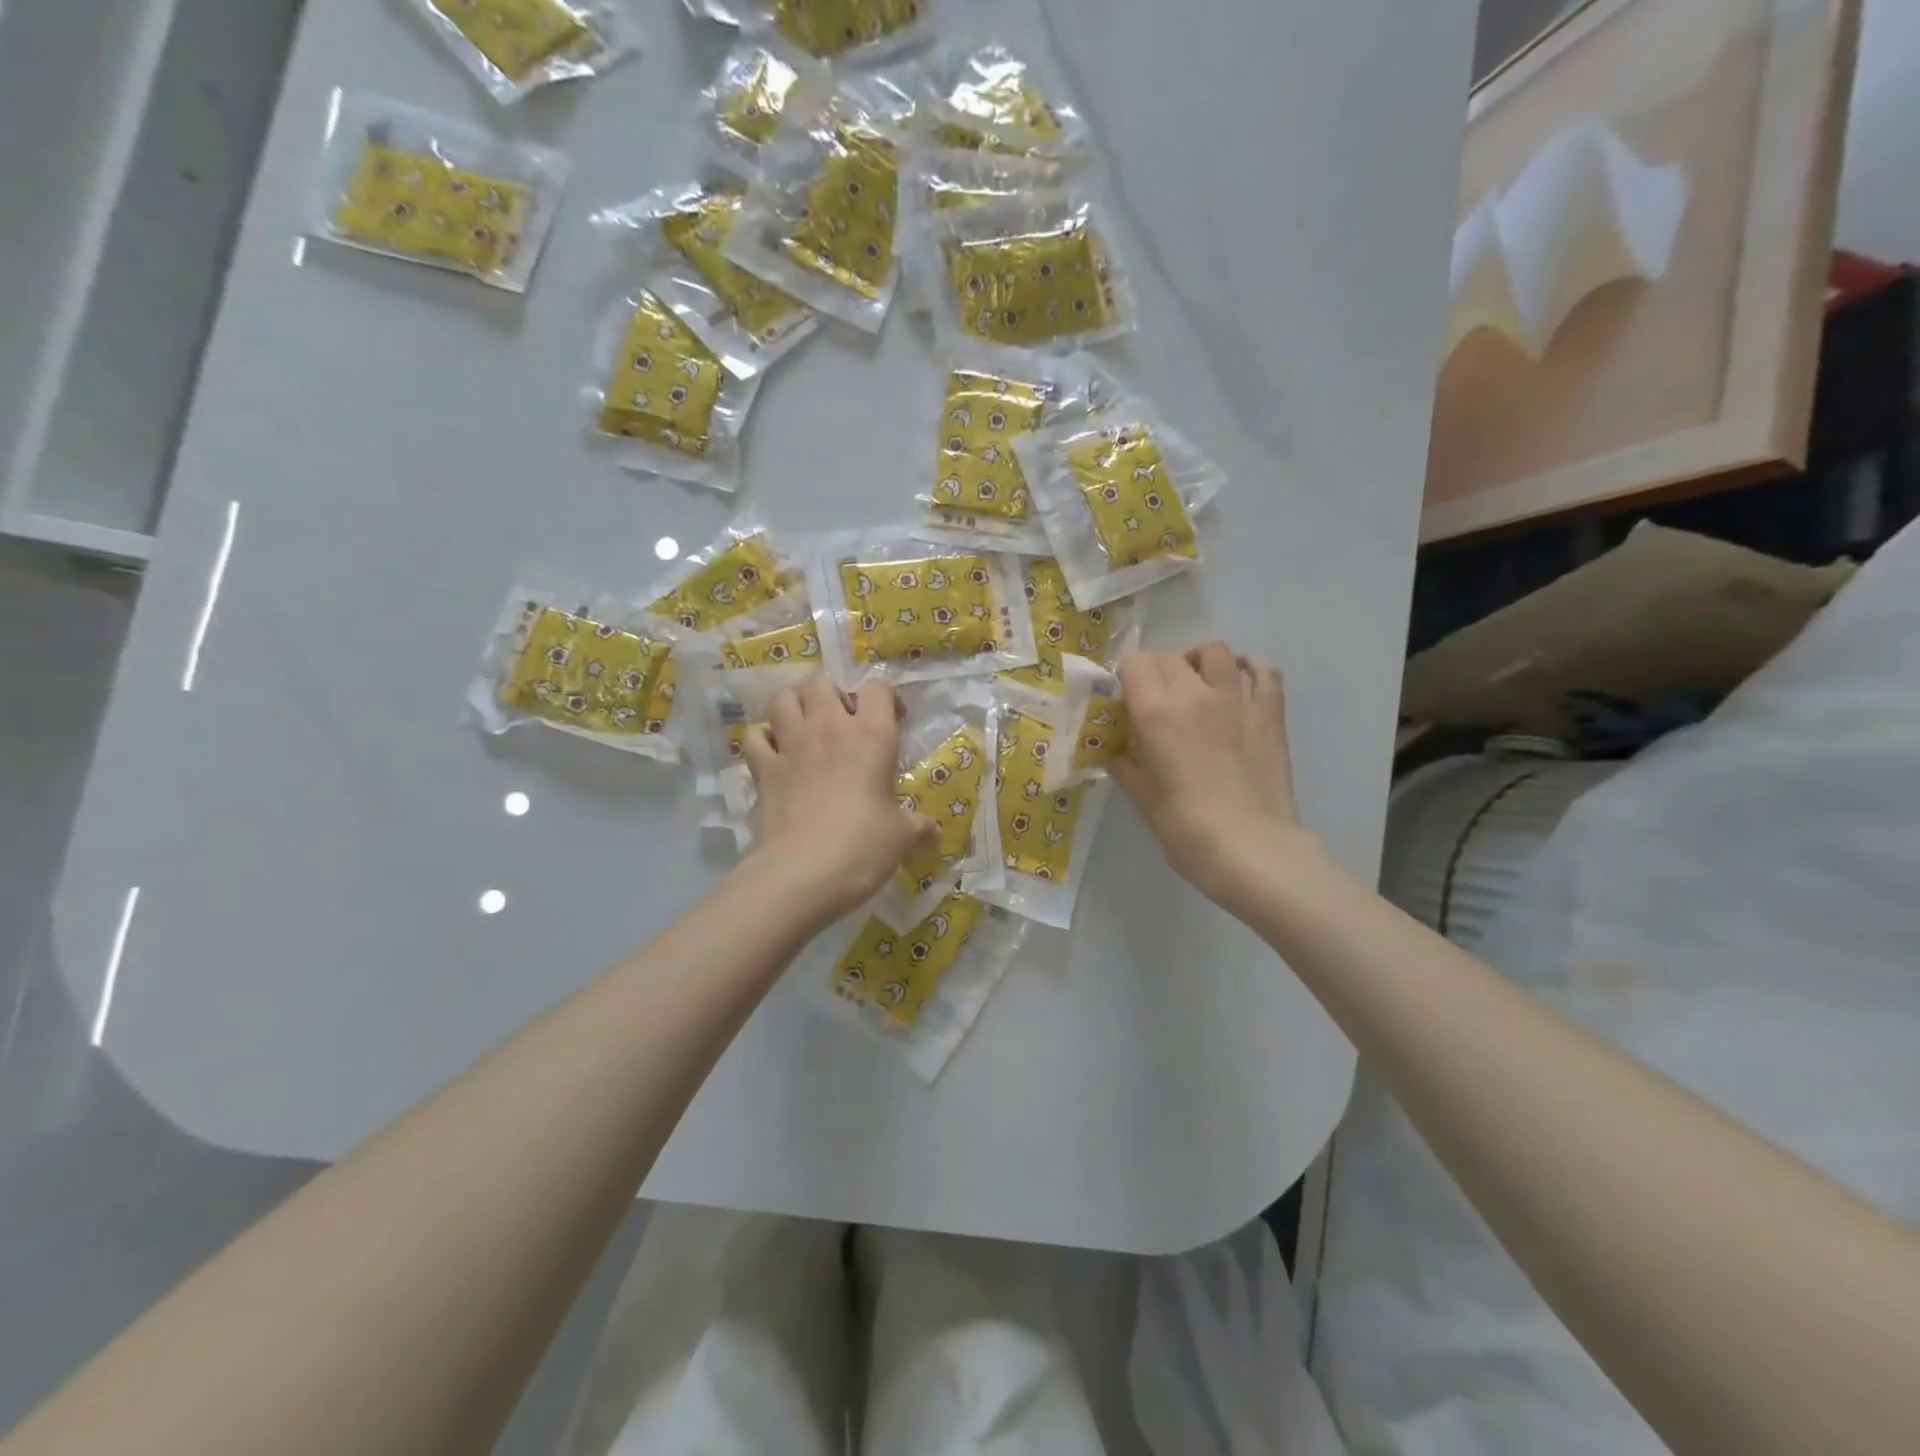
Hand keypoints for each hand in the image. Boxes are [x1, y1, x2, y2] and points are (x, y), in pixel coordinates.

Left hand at [742, 674, 937, 923]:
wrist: (804, 871)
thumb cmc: (864, 846)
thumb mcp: (901, 837)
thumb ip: (918, 827)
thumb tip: (934, 833)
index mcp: (871, 735)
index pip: (878, 688)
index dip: (886, 698)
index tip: (892, 720)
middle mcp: (828, 727)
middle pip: (822, 681)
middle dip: (832, 693)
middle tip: (842, 719)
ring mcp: (790, 745)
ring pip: (783, 698)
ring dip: (794, 704)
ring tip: (804, 726)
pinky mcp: (763, 769)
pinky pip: (755, 736)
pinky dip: (763, 739)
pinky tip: (774, 753)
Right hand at [1111, 643, 1317, 910]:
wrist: (1251, 851)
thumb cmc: (1186, 830)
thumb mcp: (1142, 798)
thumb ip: (1125, 765)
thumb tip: (1115, 751)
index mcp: (1156, 713)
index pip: (1134, 663)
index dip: (1125, 676)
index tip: (1124, 699)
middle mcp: (1194, 694)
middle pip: (1169, 657)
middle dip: (1155, 671)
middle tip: (1154, 699)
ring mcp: (1237, 700)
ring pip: (1215, 651)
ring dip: (1198, 660)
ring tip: (1194, 681)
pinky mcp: (1270, 714)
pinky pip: (1264, 671)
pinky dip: (1250, 667)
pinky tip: (1239, 680)